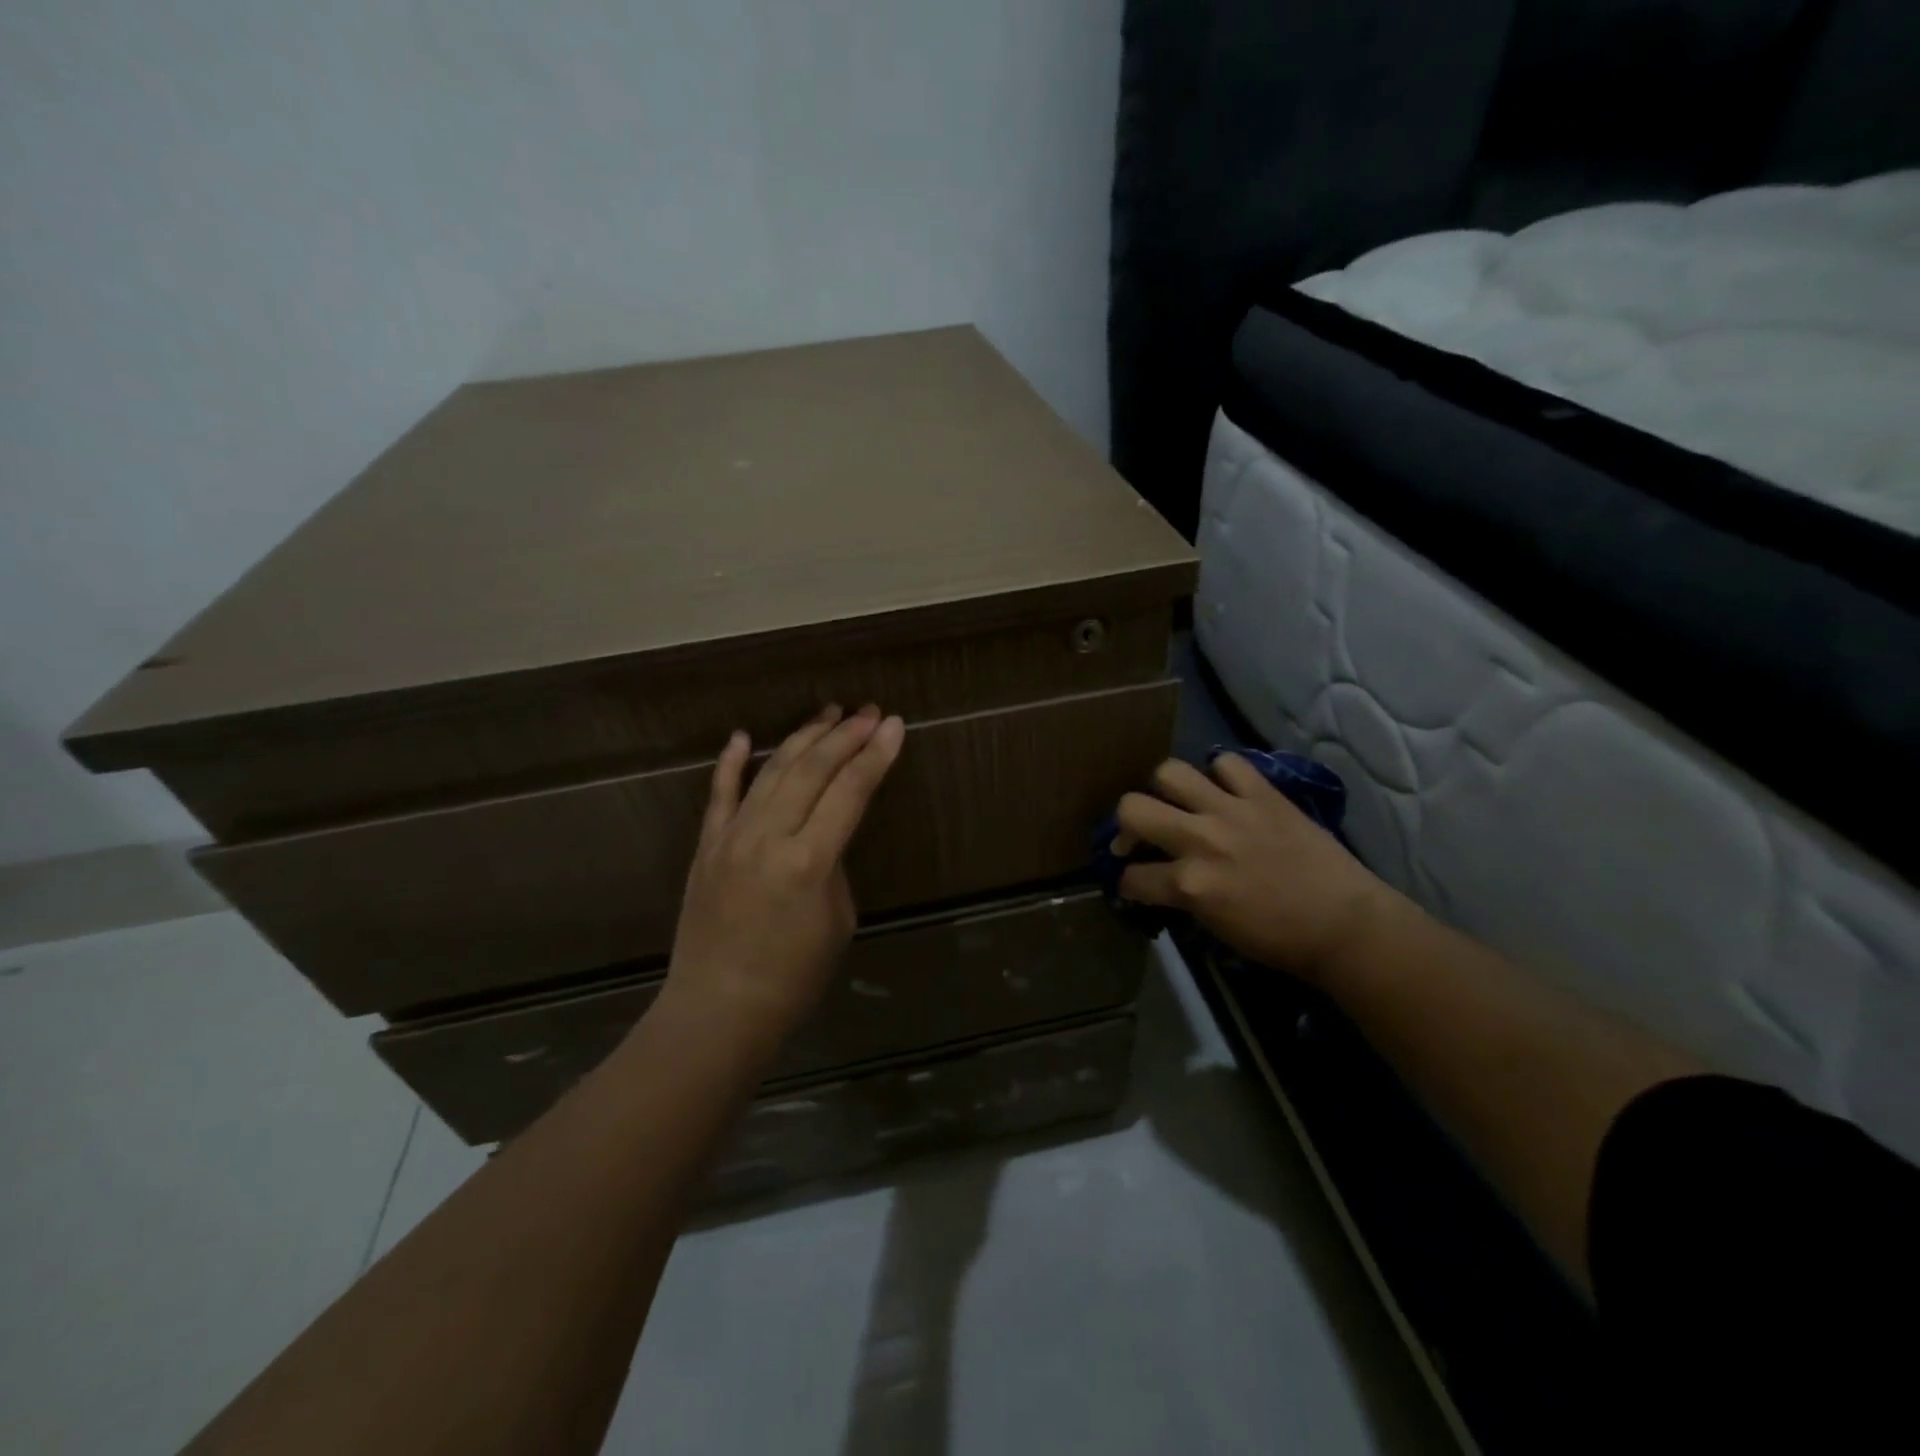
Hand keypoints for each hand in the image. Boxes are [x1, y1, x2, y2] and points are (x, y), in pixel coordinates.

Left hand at [662, 704, 905, 1048]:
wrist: (719, 1008)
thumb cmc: (793, 977)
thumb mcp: (838, 920)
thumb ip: (833, 865)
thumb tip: (823, 834)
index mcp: (809, 860)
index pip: (850, 791)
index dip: (875, 756)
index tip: (894, 725)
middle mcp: (768, 836)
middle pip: (812, 769)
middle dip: (845, 735)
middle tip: (869, 712)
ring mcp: (731, 837)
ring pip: (771, 771)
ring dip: (802, 738)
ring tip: (828, 713)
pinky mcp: (706, 846)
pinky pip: (719, 794)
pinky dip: (731, 763)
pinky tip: (743, 736)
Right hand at [1116, 755, 1408, 981]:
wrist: (1345, 924)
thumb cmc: (1279, 938)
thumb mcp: (1214, 925)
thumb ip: (1181, 896)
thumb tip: (1159, 880)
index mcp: (1189, 884)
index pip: (1131, 876)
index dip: (1126, 881)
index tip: (1133, 882)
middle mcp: (1200, 840)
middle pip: (1132, 808)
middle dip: (1125, 824)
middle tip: (1141, 835)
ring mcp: (1231, 811)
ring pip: (1169, 772)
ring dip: (1165, 789)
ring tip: (1178, 803)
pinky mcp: (1263, 794)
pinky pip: (1227, 763)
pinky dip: (1221, 773)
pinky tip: (1225, 790)